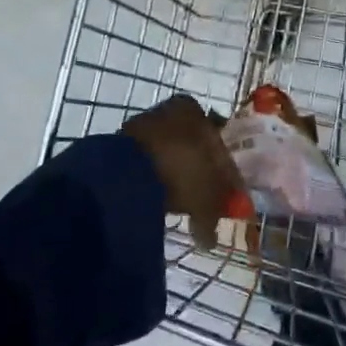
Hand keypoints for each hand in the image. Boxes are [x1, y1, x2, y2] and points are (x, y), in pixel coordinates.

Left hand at [122, 95, 240, 252]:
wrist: (129, 174)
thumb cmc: (183, 171)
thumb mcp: (210, 194)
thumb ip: (216, 210)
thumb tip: (211, 237)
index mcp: (194, 109)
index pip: (217, 140)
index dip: (224, 171)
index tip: (225, 194)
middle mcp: (168, 109)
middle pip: (191, 146)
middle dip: (198, 172)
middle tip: (203, 200)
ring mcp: (141, 125)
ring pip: (168, 154)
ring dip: (175, 176)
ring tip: (178, 203)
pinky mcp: (121, 145)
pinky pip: (146, 165)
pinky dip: (154, 181)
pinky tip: (157, 199)